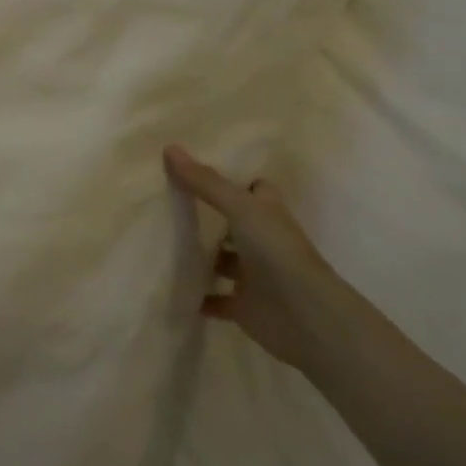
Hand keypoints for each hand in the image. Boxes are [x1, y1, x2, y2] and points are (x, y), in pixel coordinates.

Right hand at [163, 145, 347, 367]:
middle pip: (233, 223)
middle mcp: (262, 240)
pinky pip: (215, 298)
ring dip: (199, 256)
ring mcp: (254, 274)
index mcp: (267, 213)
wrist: (305, 317)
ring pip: (222, 260)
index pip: (253, 188)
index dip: (232, 179)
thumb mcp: (239, 207)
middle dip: (206, 216)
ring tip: (160, 242)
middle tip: (165, 202)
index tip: (196, 171)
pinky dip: (198, 296)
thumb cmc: (277, 251)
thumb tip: (169, 148)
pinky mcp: (244, 305)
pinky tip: (171, 286)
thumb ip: (205, 182)